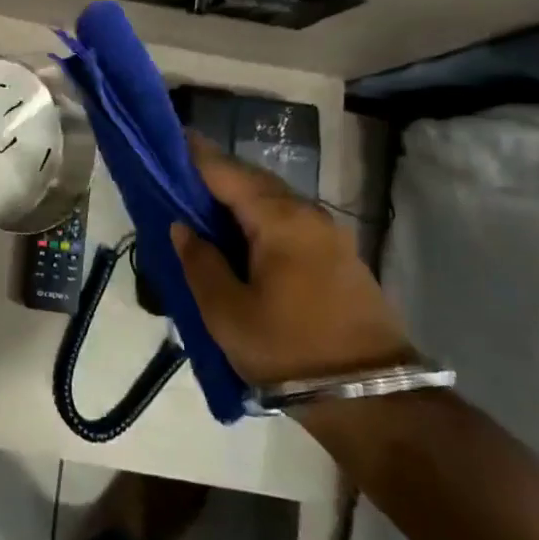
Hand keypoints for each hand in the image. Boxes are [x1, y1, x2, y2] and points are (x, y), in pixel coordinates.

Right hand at [170, 135, 411, 386]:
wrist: (374, 400)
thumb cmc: (289, 350)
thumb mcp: (226, 312)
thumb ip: (199, 261)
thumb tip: (182, 226)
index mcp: (278, 219)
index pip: (226, 171)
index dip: (193, 154)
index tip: (165, 138)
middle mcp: (307, 214)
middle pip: (252, 179)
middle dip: (214, 173)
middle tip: (175, 175)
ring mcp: (328, 234)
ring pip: (272, 199)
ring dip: (237, 196)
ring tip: (200, 205)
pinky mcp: (338, 256)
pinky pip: (288, 219)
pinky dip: (258, 216)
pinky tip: (239, 234)